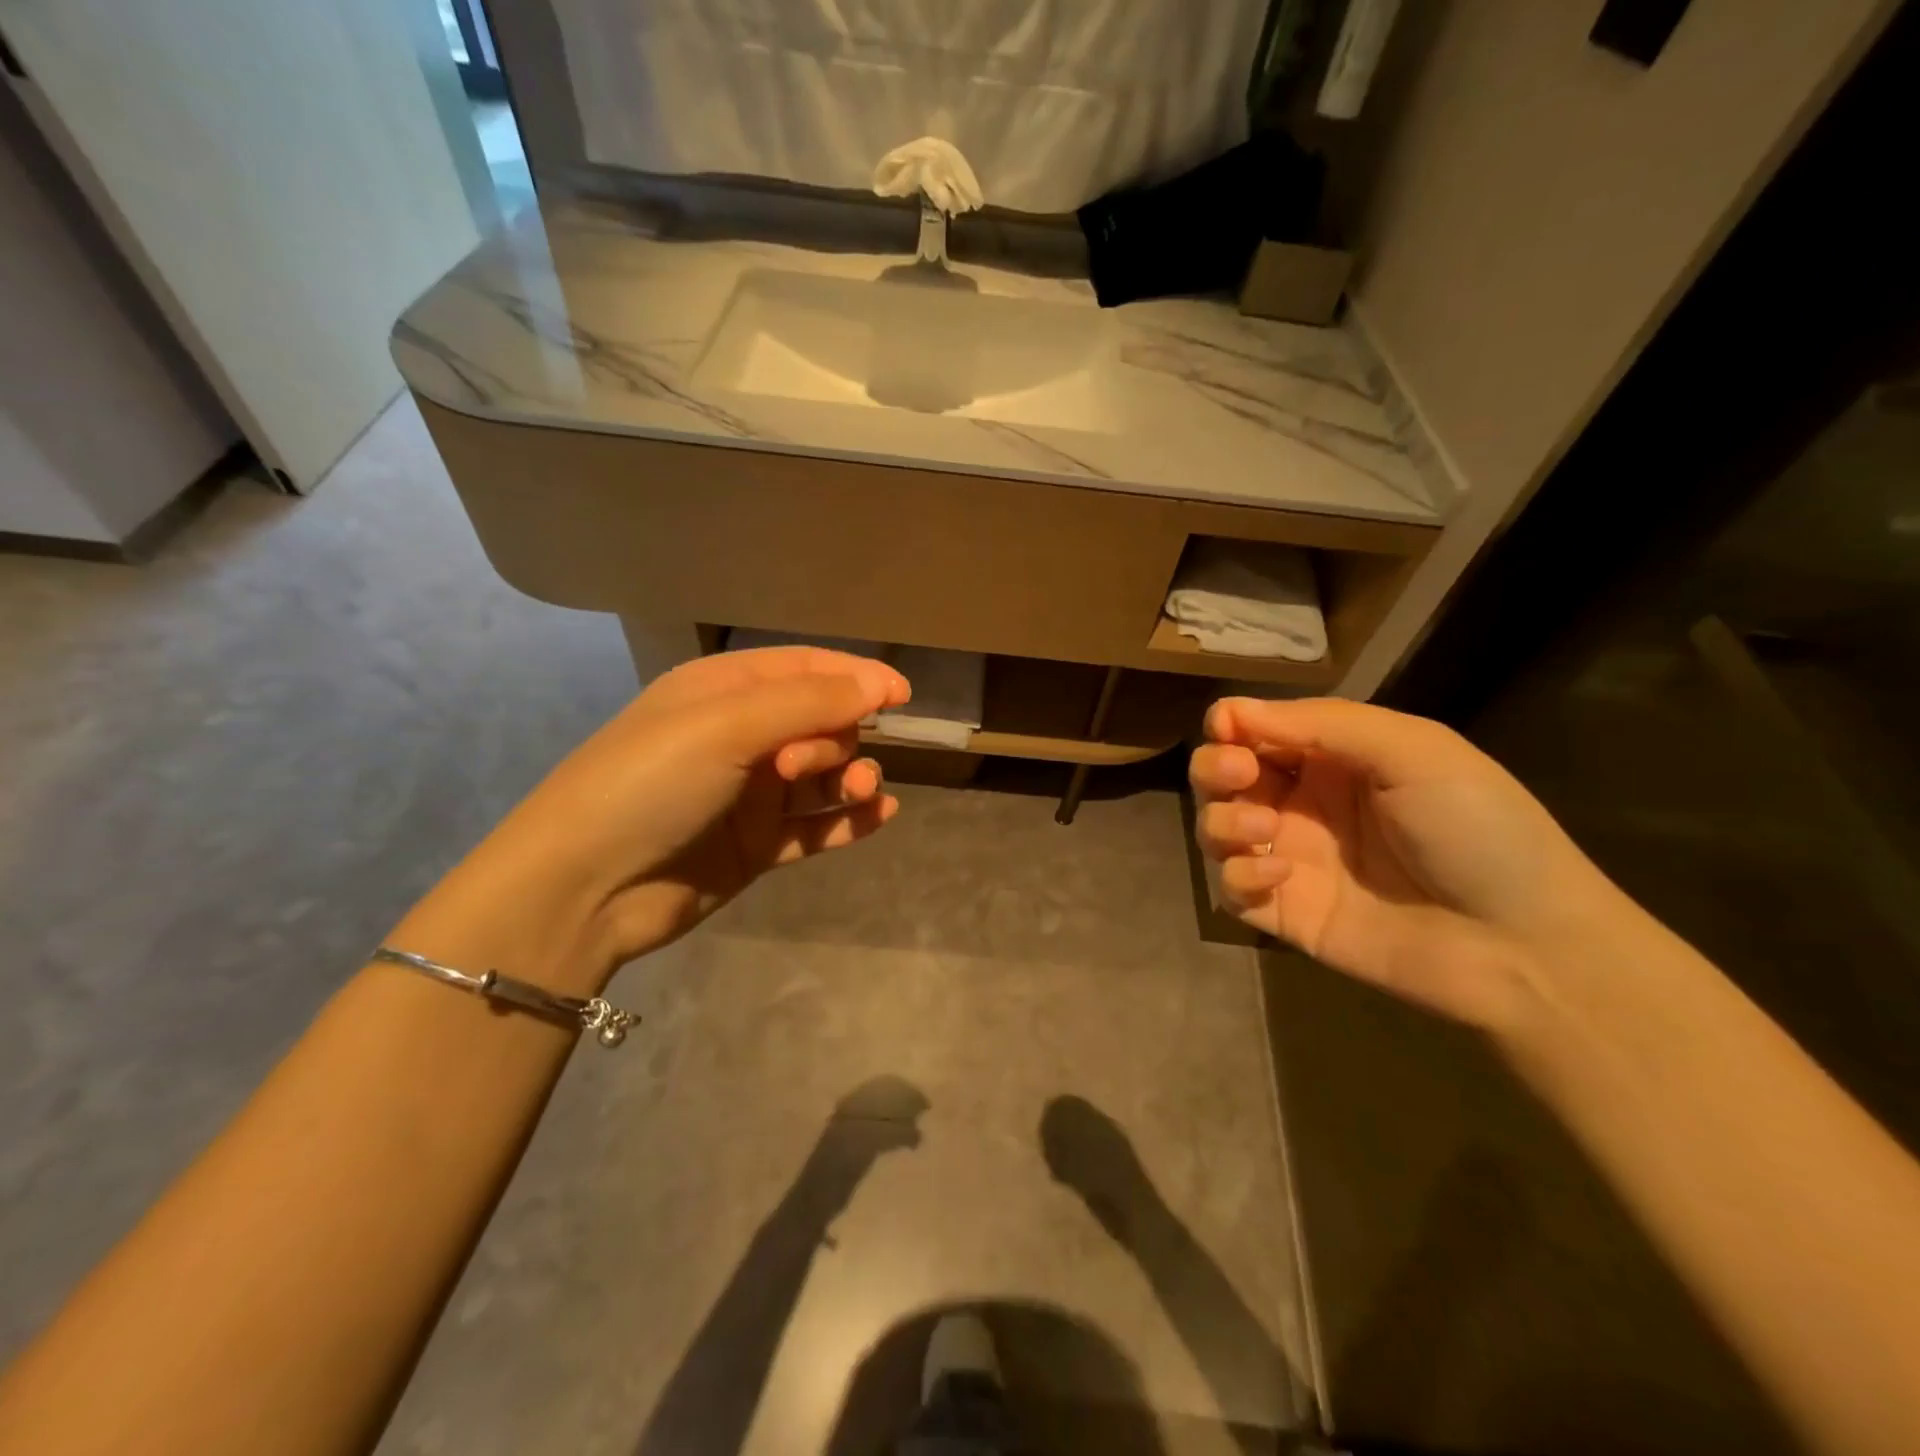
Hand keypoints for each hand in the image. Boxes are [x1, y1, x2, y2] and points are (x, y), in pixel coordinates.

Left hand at [394, 647, 911, 992]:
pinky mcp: (756, 846)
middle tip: (799, 767)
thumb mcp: (728, 726)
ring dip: (851, 779)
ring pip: (823, 778)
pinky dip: (849, 821)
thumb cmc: (650, 783)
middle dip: (834, 737)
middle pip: (819, 724)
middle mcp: (740, 737)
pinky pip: (816, 828)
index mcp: (724, 691)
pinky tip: (881, 815)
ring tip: (861, 792)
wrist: (583, 888)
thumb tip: (881, 686)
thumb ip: (810, 703)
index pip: (806, 670)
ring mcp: (749, 796)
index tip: (902, 696)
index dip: (856, 677)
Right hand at [1191, 697, 1626, 1031]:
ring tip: (1265, 832)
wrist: (1523, 944)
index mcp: (1334, 759)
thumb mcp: (1412, 751)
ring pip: (1216, 829)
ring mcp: (1291, 859)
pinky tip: (1280, 877)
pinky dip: (1239, 878)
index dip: (1232, 724)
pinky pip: (1231, 889)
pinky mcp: (1285, 912)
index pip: (1257, 729)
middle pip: (1222, 774)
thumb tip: (1231, 709)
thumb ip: (1320, 723)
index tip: (1229, 732)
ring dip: (1223, 822)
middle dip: (1214, 768)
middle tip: (1238, 776)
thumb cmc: (1477, 829)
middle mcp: (1303, 804)